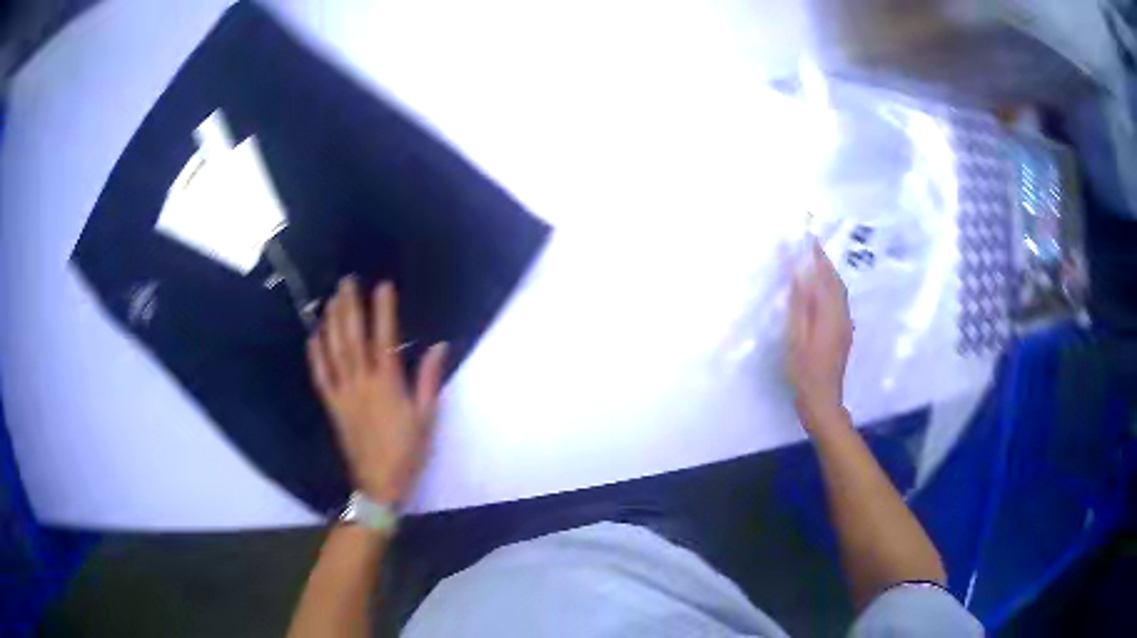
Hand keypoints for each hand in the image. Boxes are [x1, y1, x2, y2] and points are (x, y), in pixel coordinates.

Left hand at [307, 277, 447, 503]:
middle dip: (349, 308)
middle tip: (347, 282)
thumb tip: (438, 346)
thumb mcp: (426, 418)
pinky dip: (316, 356)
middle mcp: (362, 384)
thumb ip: (428, 380)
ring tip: (331, 300)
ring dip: (331, 324)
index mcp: (388, 385)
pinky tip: (314, 336)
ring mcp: (343, 394)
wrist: (380, 483)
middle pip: (353, 339)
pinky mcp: (332, 406)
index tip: (382, 287)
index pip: (384, 340)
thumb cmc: (408, 451)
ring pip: (334, 353)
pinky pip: (321, 377)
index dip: (383, 311)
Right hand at [787, 239, 852, 428]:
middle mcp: (842, 315)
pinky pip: (838, 303)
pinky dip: (830, 290)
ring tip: (813, 265)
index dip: (818, 257)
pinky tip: (819, 293)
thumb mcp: (795, 336)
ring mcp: (845, 326)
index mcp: (830, 313)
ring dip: (828, 276)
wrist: (822, 399)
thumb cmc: (804, 370)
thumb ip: (799, 304)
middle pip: (836, 282)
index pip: (826, 277)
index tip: (810, 239)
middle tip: (811, 249)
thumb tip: (799, 275)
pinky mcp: (843, 334)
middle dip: (825, 264)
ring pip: (839, 293)